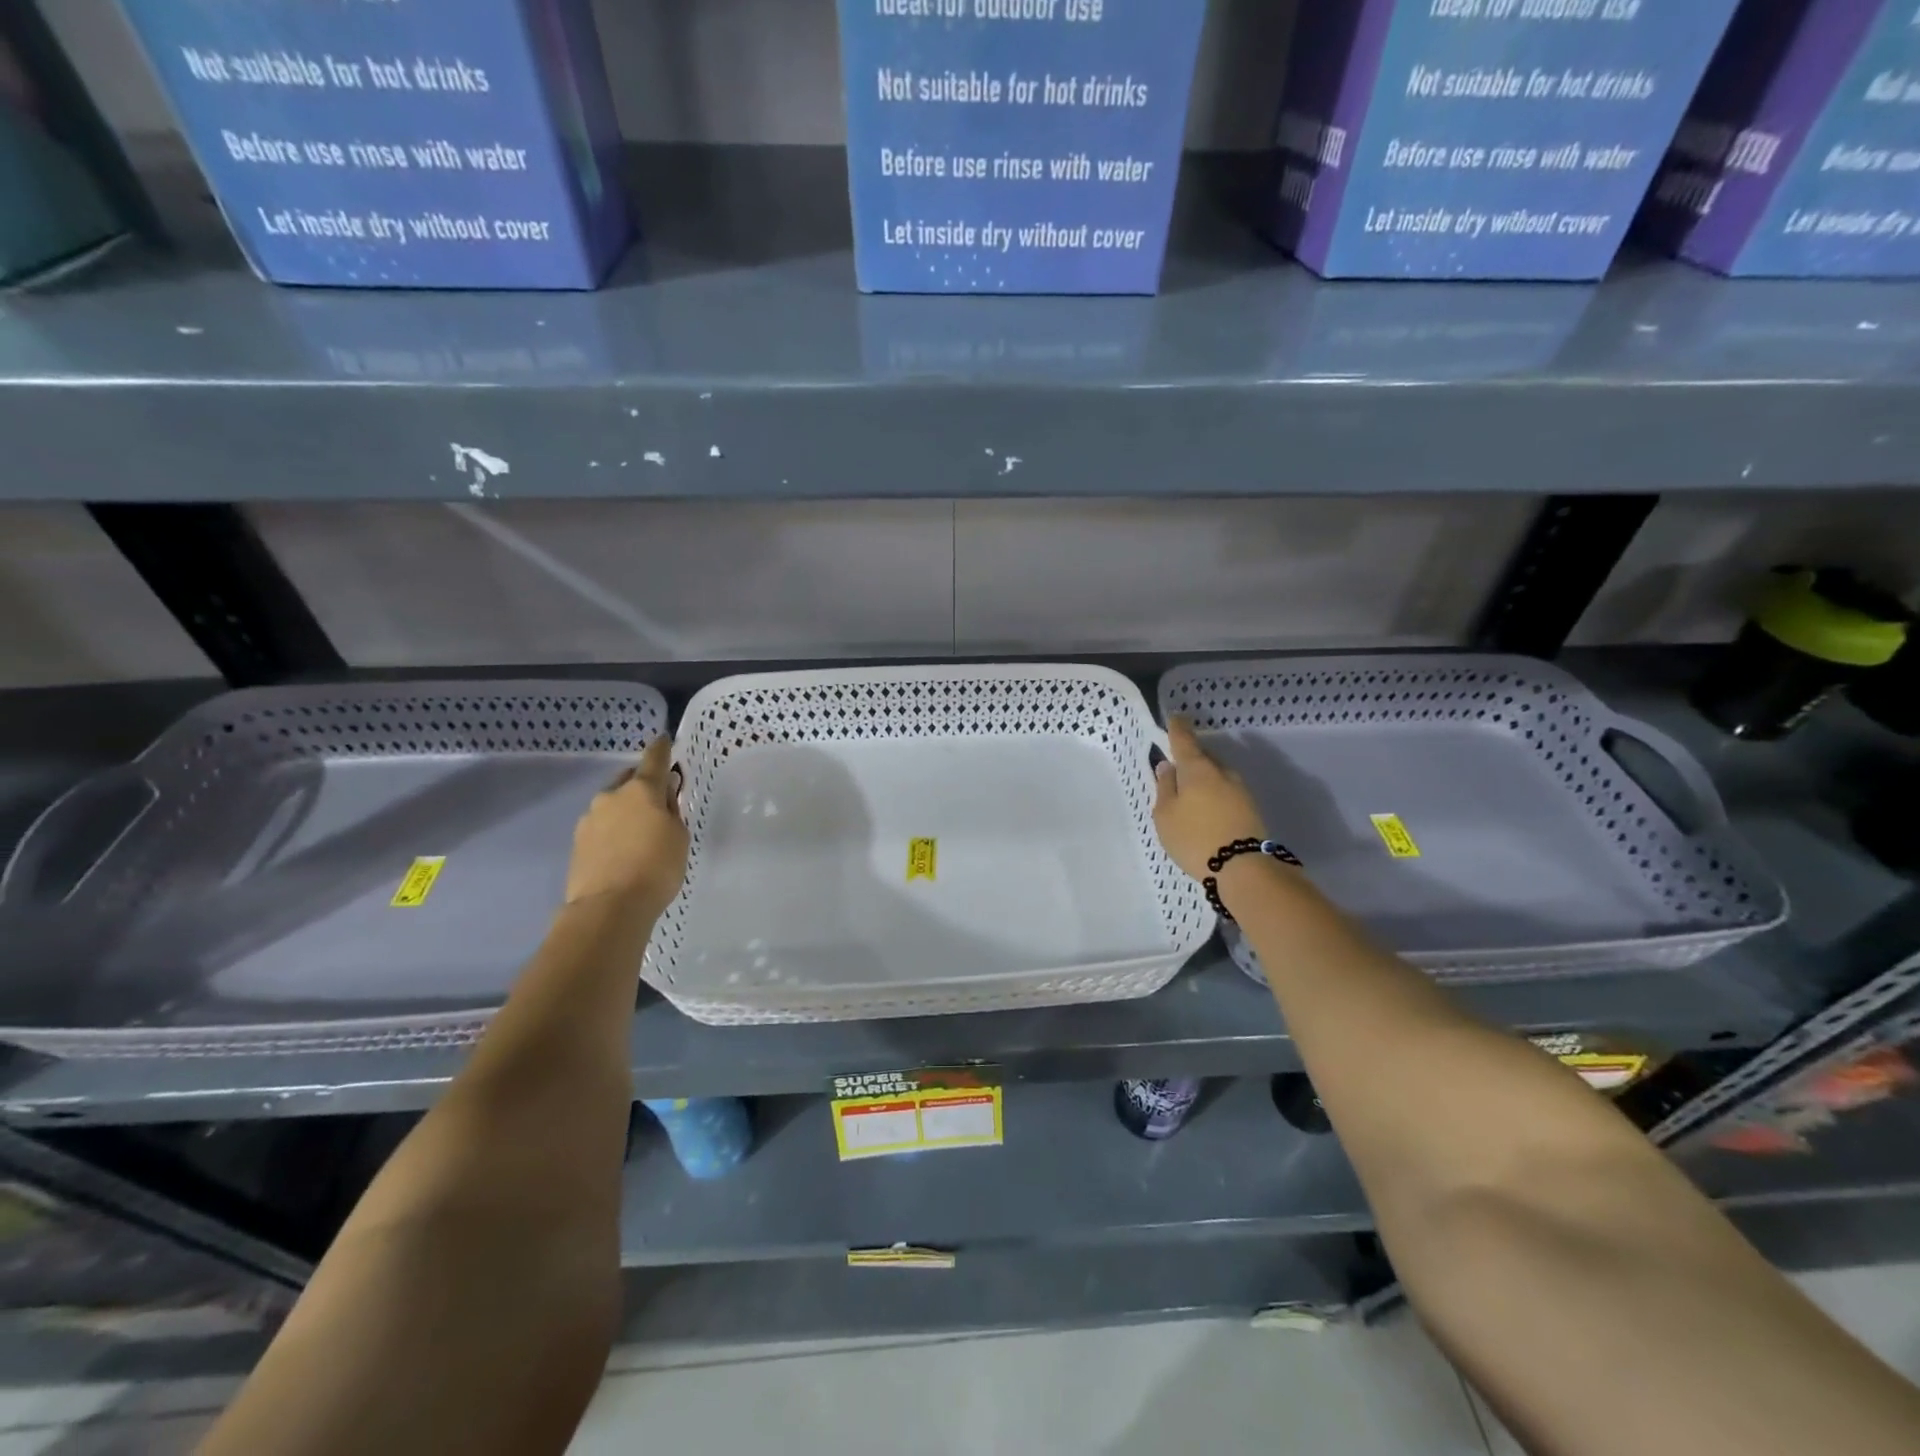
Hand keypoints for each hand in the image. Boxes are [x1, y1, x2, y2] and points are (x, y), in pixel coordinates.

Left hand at [565, 737, 688, 916]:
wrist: (609, 908)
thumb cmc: (656, 868)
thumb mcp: (679, 836)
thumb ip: (671, 811)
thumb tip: (663, 796)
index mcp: (642, 790)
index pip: (654, 759)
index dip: (662, 749)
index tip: (664, 740)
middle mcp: (611, 796)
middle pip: (629, 781)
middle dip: (643, 785)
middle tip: (658, 802)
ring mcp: (589, 819)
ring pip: (612, 805)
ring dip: (626, 811)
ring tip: (639, 834)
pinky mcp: (577, 843)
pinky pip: (601, 827)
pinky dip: (613, 832)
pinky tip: (623, 851)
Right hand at [1152, 717, 1268, 882]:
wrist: (1243, 868)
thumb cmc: (1194, 837)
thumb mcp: (1165, 815)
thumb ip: (1165, 787)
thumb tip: (1167, 767)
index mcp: (1197, 768)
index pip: (1184, 739)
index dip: (1177, 728)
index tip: (1175, 718)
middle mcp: (1221, 772)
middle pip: (1203, 756)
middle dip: (1190, 758)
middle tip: (1176, 768)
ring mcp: (1240, 789)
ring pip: (1216, 774)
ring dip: (1203, 778)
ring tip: (1189, 794)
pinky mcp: (1250, 807)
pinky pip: (1226, 791)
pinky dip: (1214, 793)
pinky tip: (1206, 809)